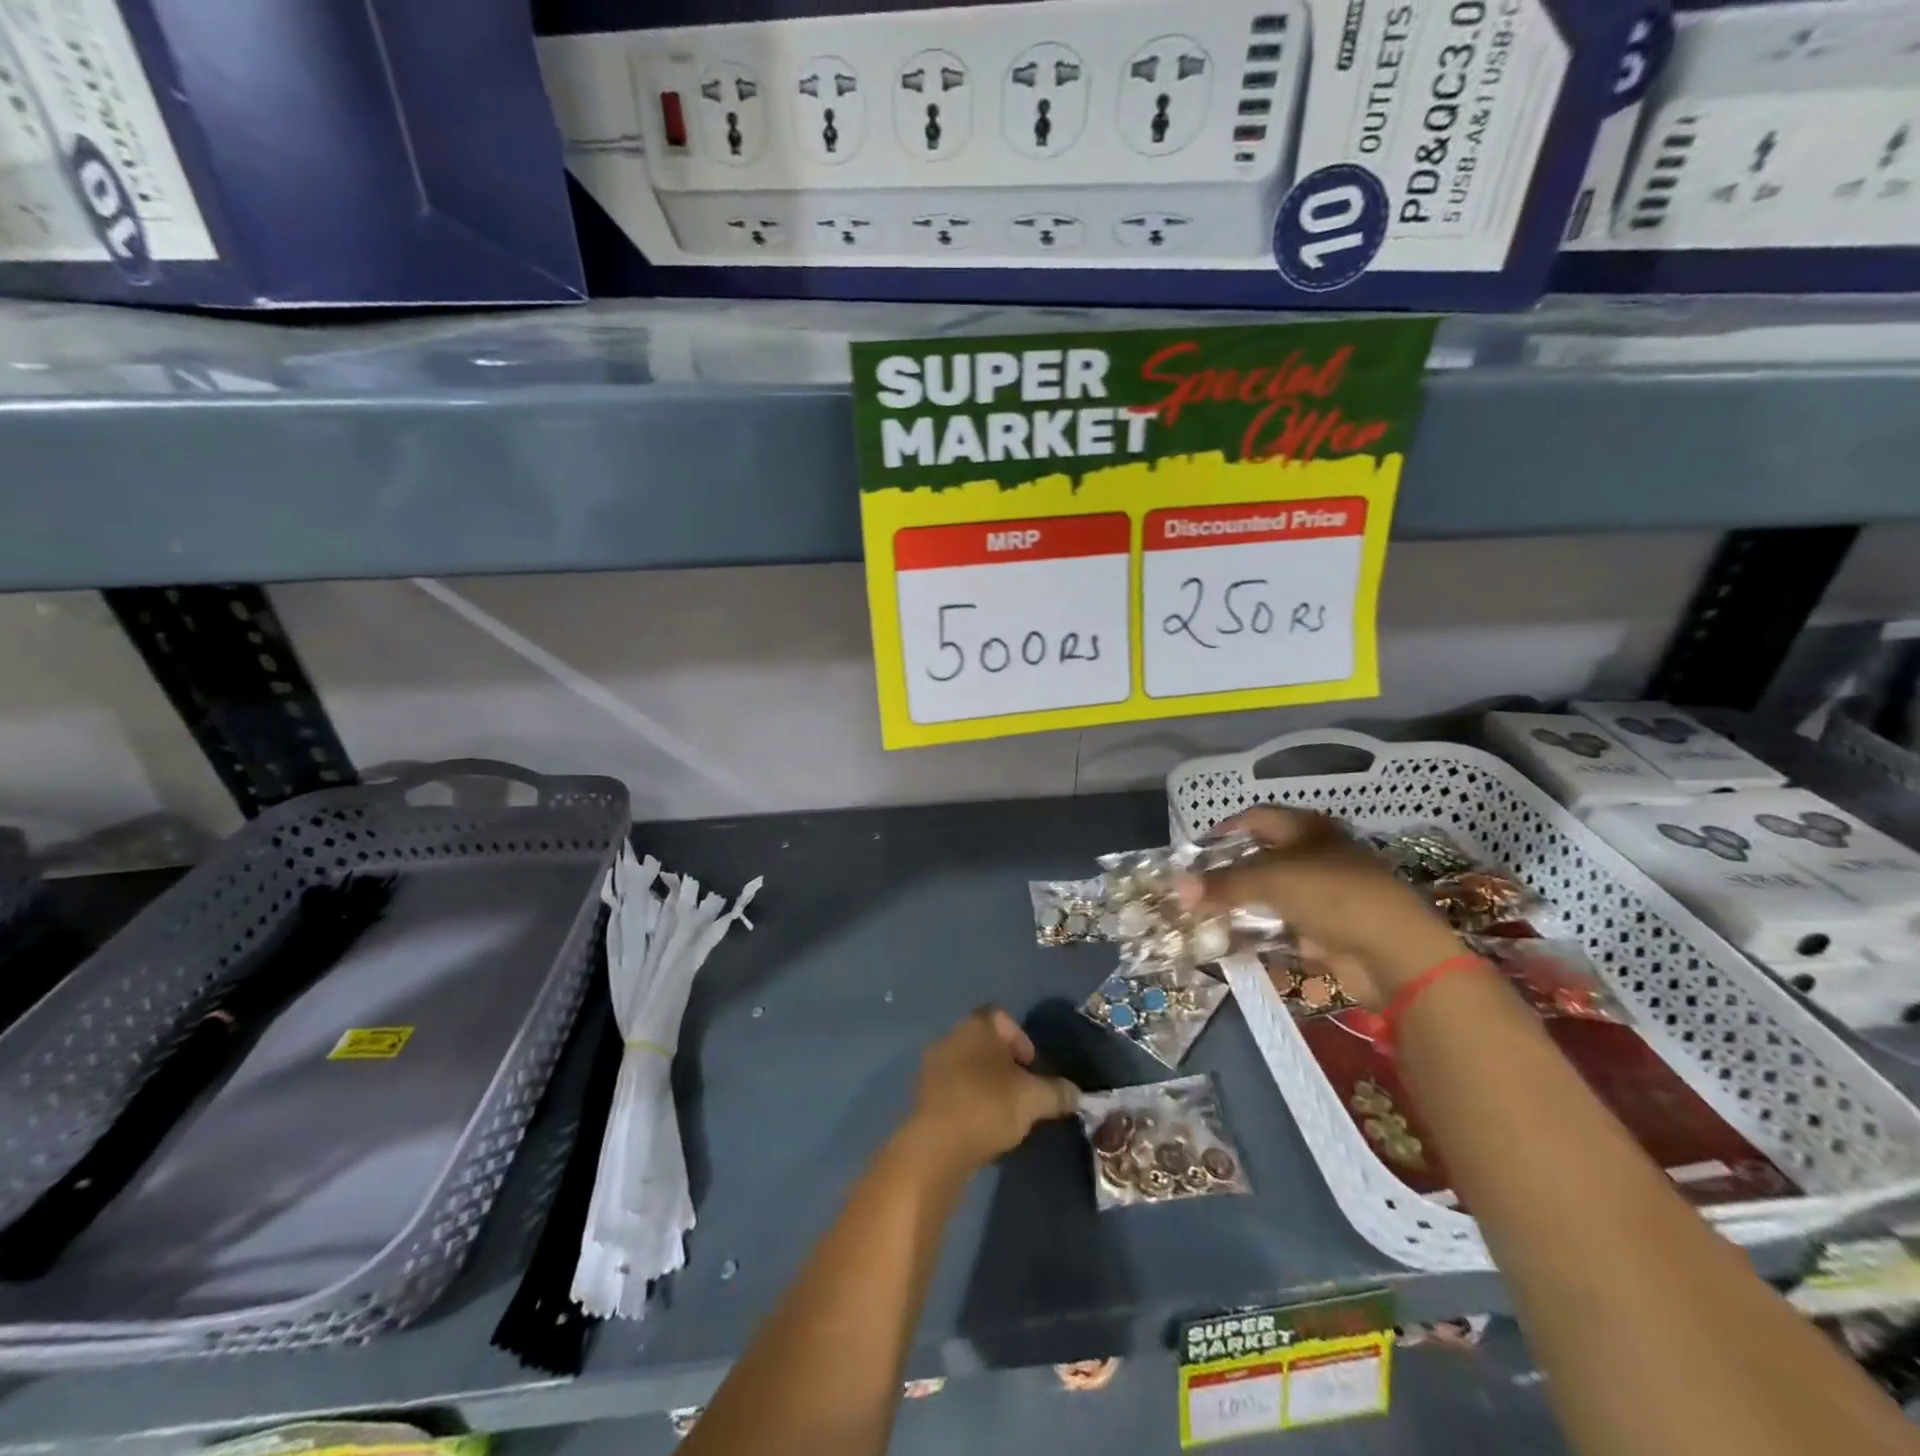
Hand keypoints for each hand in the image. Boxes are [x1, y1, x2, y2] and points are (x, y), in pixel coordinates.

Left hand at [906, 1007, 1078, 1170]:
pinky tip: (980, 1126)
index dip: (1020, 1039)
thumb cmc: (989, 1105)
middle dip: (1004, 1064)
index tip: (1032, 1067)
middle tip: (1021, 1091)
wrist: (937, 1145)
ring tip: (1003, 1113)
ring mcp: (932, 1066)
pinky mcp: (922, 1095)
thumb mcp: (1035, 1099)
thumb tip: (1076, 1094)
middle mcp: (950, 1037)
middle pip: (983, 1042)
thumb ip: (1058, 1092)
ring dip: (985, 1084)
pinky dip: (968, 1101)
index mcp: (976, 1026)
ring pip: (967, 1066)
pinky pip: (952, 1090)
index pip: (1001, 1017)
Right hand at [1181, 807, 1462, 1007]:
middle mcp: (1315, 856)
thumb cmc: (1332, 895)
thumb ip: (1222, 884)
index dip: (1224, 830)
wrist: (1394, 952)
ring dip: (1241, 904)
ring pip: (1270, 894)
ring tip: (1204, 914)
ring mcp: (1323, 894)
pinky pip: (1282, 926)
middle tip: (1194, 885)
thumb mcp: (1270, 880)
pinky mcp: (1326, 929)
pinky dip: (1259, 931)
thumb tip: (1177, 886)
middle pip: (1261, 857)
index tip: (1194, 850)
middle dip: (1228, 871)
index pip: (1256, 818)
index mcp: (1307, 829)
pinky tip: (1231, 939)